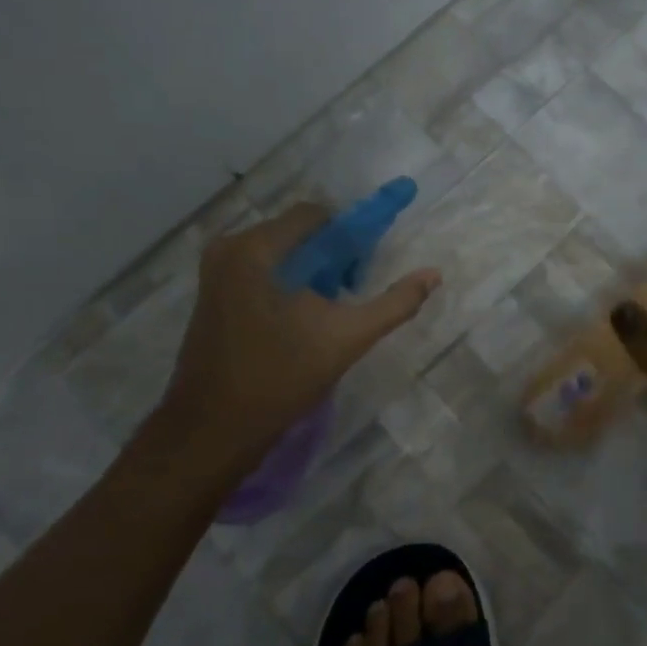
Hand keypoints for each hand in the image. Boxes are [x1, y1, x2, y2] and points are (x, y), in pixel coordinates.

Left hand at [153, 203, 440, 472]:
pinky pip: (261, 271)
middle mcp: (229, 249)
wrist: (213, 430)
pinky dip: (288, 285)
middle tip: (348, 297)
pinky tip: (299, 322)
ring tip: (325, 314)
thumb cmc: (279, 379)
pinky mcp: (212, 295)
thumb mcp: (346, 339)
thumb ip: (394, 303)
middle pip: (298, 232)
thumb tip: (434, 274)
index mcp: (256, 249)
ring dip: (311, 274)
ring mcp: (215, 273)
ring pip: (281, 254)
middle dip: (331, 258)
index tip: (364, 272)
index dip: (349, 236)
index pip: (316, 215)